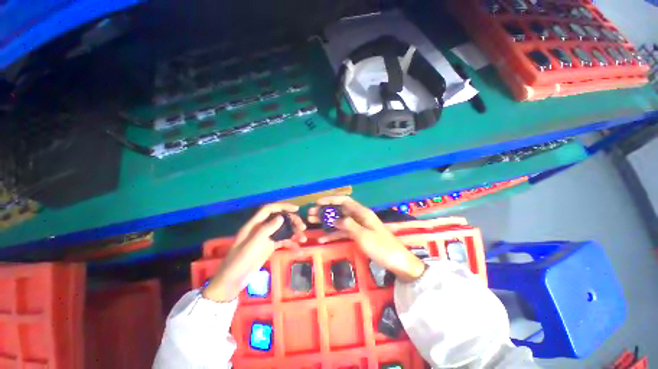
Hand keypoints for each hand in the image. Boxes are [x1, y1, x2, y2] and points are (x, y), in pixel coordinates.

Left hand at [203, 203, 306, 301]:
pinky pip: (282, 241)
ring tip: (303, 238)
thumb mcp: (251, 246)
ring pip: (282, 230)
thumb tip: (281, 217)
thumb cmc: (239, 263)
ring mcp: (265, 238)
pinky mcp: (268, 247)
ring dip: (293, 232)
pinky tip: (298, 248)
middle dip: (292, 220)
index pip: (269, 209)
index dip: (282, 206)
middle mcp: (261, 229)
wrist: (231, 283)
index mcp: (254, 225)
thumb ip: (266, 230)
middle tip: (302, 227)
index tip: (296, 209)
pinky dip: (291, 243)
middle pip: (279, 219)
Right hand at [308, 196, 424, 281]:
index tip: (317, 202)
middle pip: (339, 210)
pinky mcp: (358, 236)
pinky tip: (322, 240)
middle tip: (310, 215)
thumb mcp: (364, 236)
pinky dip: (333, 235)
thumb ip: (349, 225)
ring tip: (311, 224)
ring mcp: (358, 227)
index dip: (331, 200)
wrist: (398, 262)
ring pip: (339, 221)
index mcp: (362, 213)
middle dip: (325, 211)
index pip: (344, 201)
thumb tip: (335, 219)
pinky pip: (343, 232)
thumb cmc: (382, 248)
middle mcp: (359, 217)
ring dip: (326, 223)